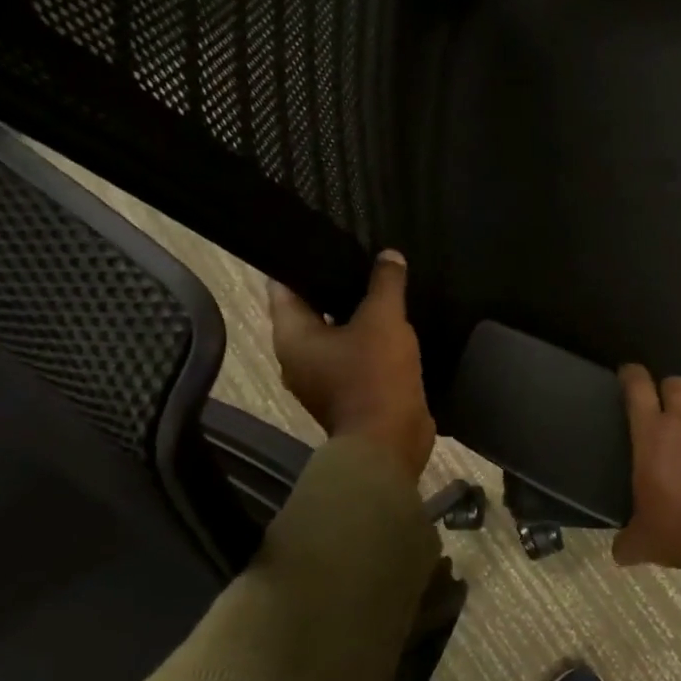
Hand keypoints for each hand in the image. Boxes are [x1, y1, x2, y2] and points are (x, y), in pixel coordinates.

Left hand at [268, 251, 435, 484]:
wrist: (389, 442)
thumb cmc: (374, 376)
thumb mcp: (383, 320)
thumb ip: (385, 283)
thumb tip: (389, 255)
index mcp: (291, 336)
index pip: (284, 285)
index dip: (304, 259)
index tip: (327, 238)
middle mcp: (298, 356)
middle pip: (313, 308)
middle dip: (337, 284)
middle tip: (364, 257)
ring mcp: (323, 378)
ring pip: (337, 333)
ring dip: (358, 314)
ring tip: (384, 285)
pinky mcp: (349, 392)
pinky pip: (356, 355)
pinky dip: (371, 340)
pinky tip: (396, 323)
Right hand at [612, 365, 680, 577]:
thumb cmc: (677, 530)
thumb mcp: (643, 540)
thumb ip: (628, 541)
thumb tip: (620, 552)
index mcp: (651, 434)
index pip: (637, 388)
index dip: (632, 375)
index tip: (629, 374)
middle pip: (677, 383)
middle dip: (671, 391)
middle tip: (670, 407)